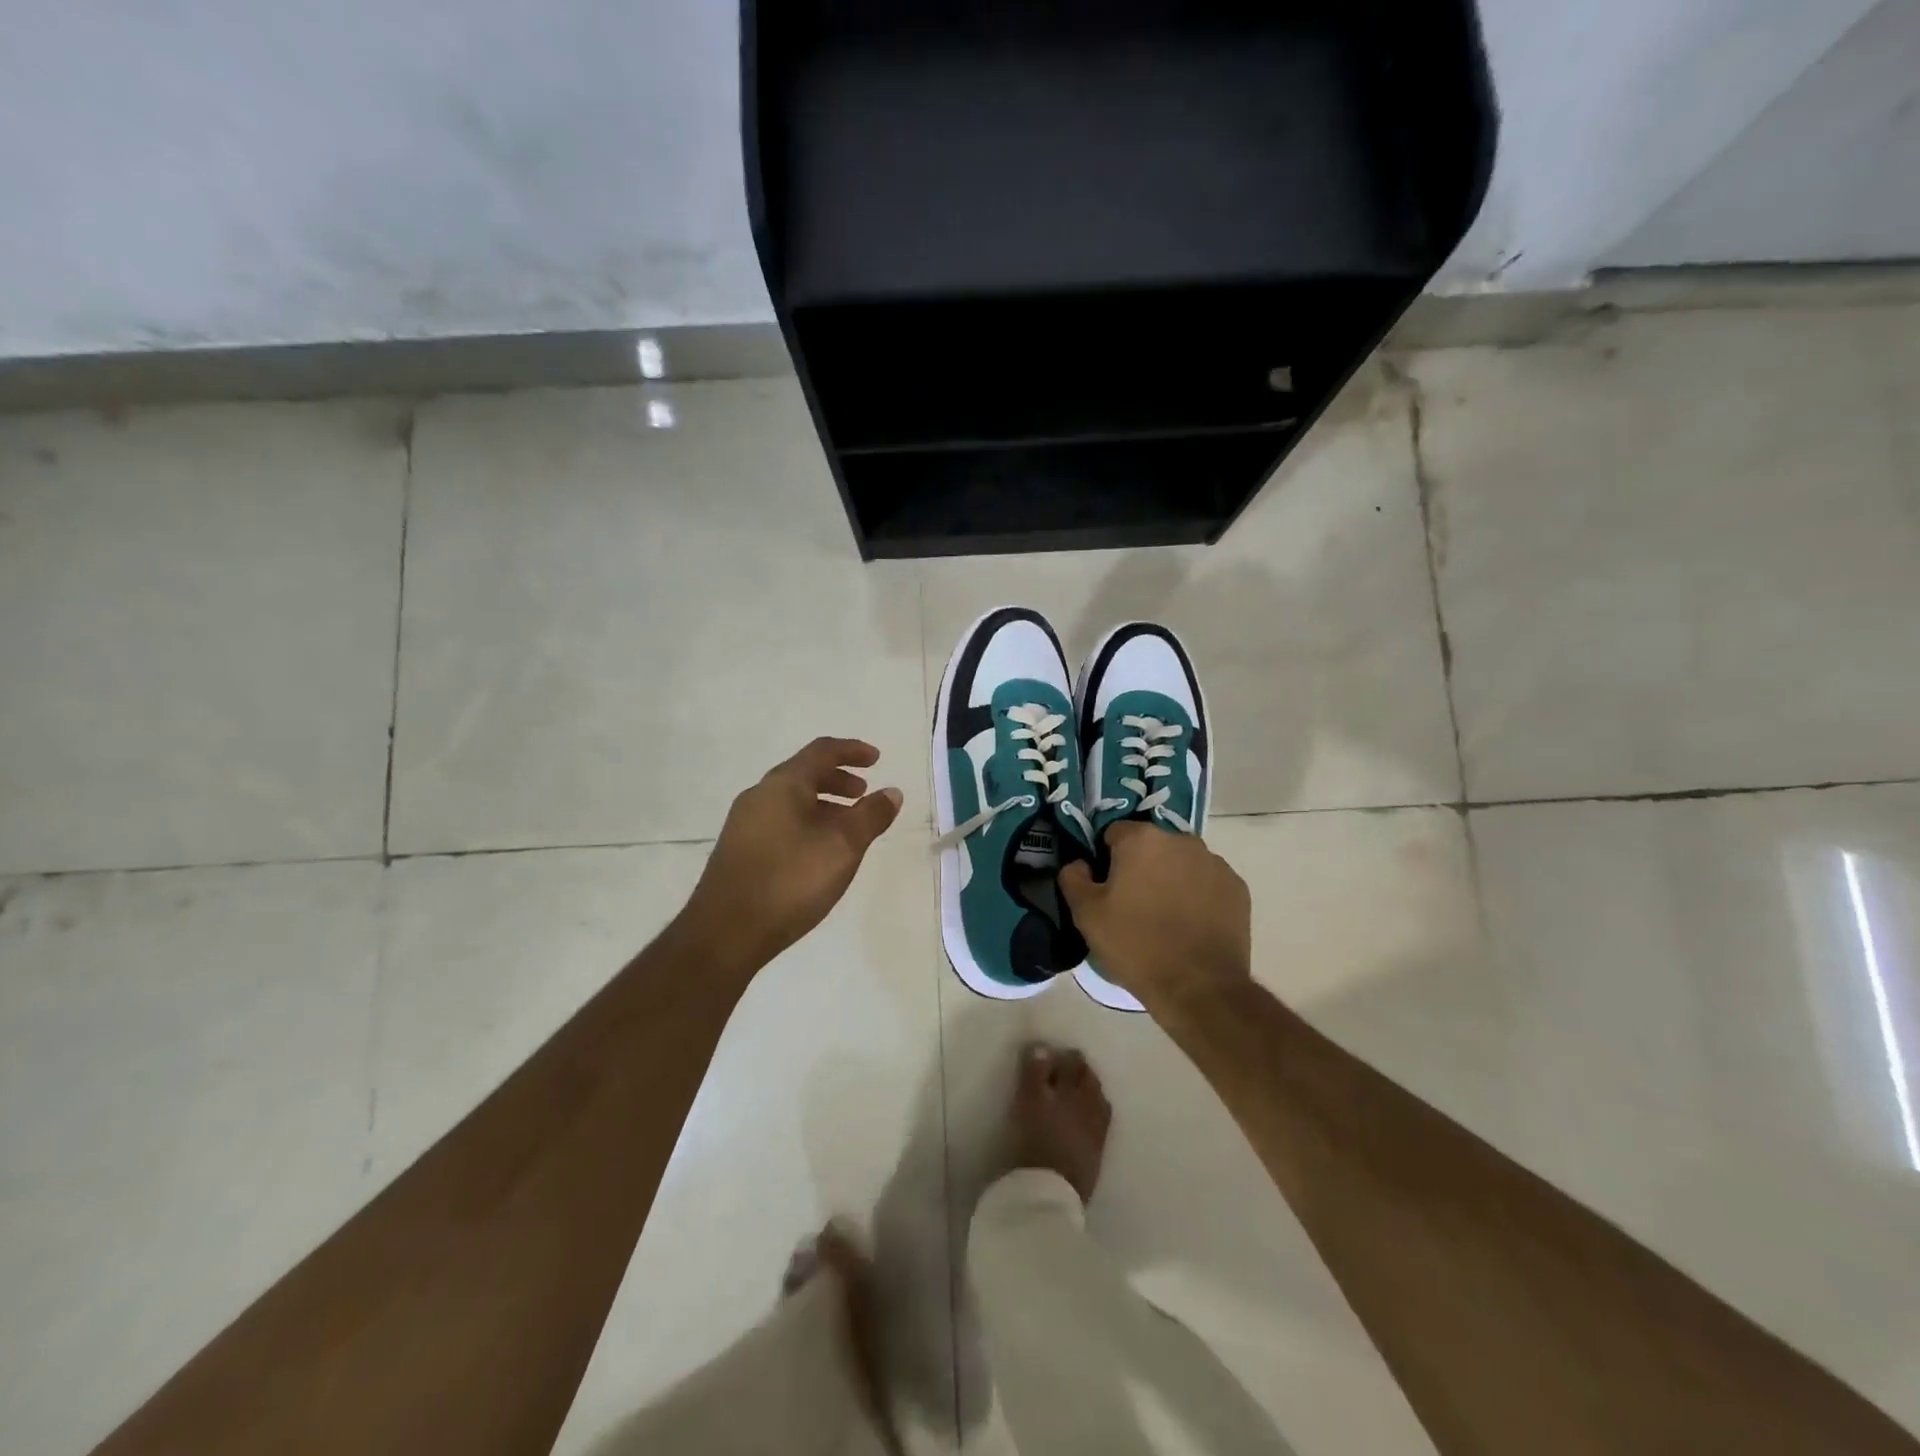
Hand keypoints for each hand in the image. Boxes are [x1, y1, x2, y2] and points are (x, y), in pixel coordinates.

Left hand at [678, 737, 903, 975]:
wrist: (725, 933)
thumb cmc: (790, 881)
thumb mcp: (842, 847)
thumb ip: (870, 816)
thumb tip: (892, 792)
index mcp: (783, 785)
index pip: (821, 751)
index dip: (852, 750)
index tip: (877, 759)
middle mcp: (760, 796)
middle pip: (804, 774)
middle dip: (838, 779)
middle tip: (863, 793)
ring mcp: (745, 823)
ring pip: (791, 800)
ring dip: (823, 804)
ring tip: (847, 826)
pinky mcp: (739, 850)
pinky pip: (780, 821)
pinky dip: (807, 822)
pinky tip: (819, 852)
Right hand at [1059, 822, 1251, 1013]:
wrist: (1199, 987)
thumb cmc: (1136, 945)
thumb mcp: (1086, 914)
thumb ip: (1074, 878)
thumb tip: (1080, 864)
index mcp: (1142, 839)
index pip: (1114, 834)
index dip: (1105, 859)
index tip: (1105, 888)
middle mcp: (1181, 840)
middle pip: (1151, 846)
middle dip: (1140, 866)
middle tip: (1132, 904)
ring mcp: (1214, 863)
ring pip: (1180, 863)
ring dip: (1170, 879)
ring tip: (1164, 917)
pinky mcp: (1237, 888)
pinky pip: (1207, 882)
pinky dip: (1197, 895)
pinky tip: (1190, 925)